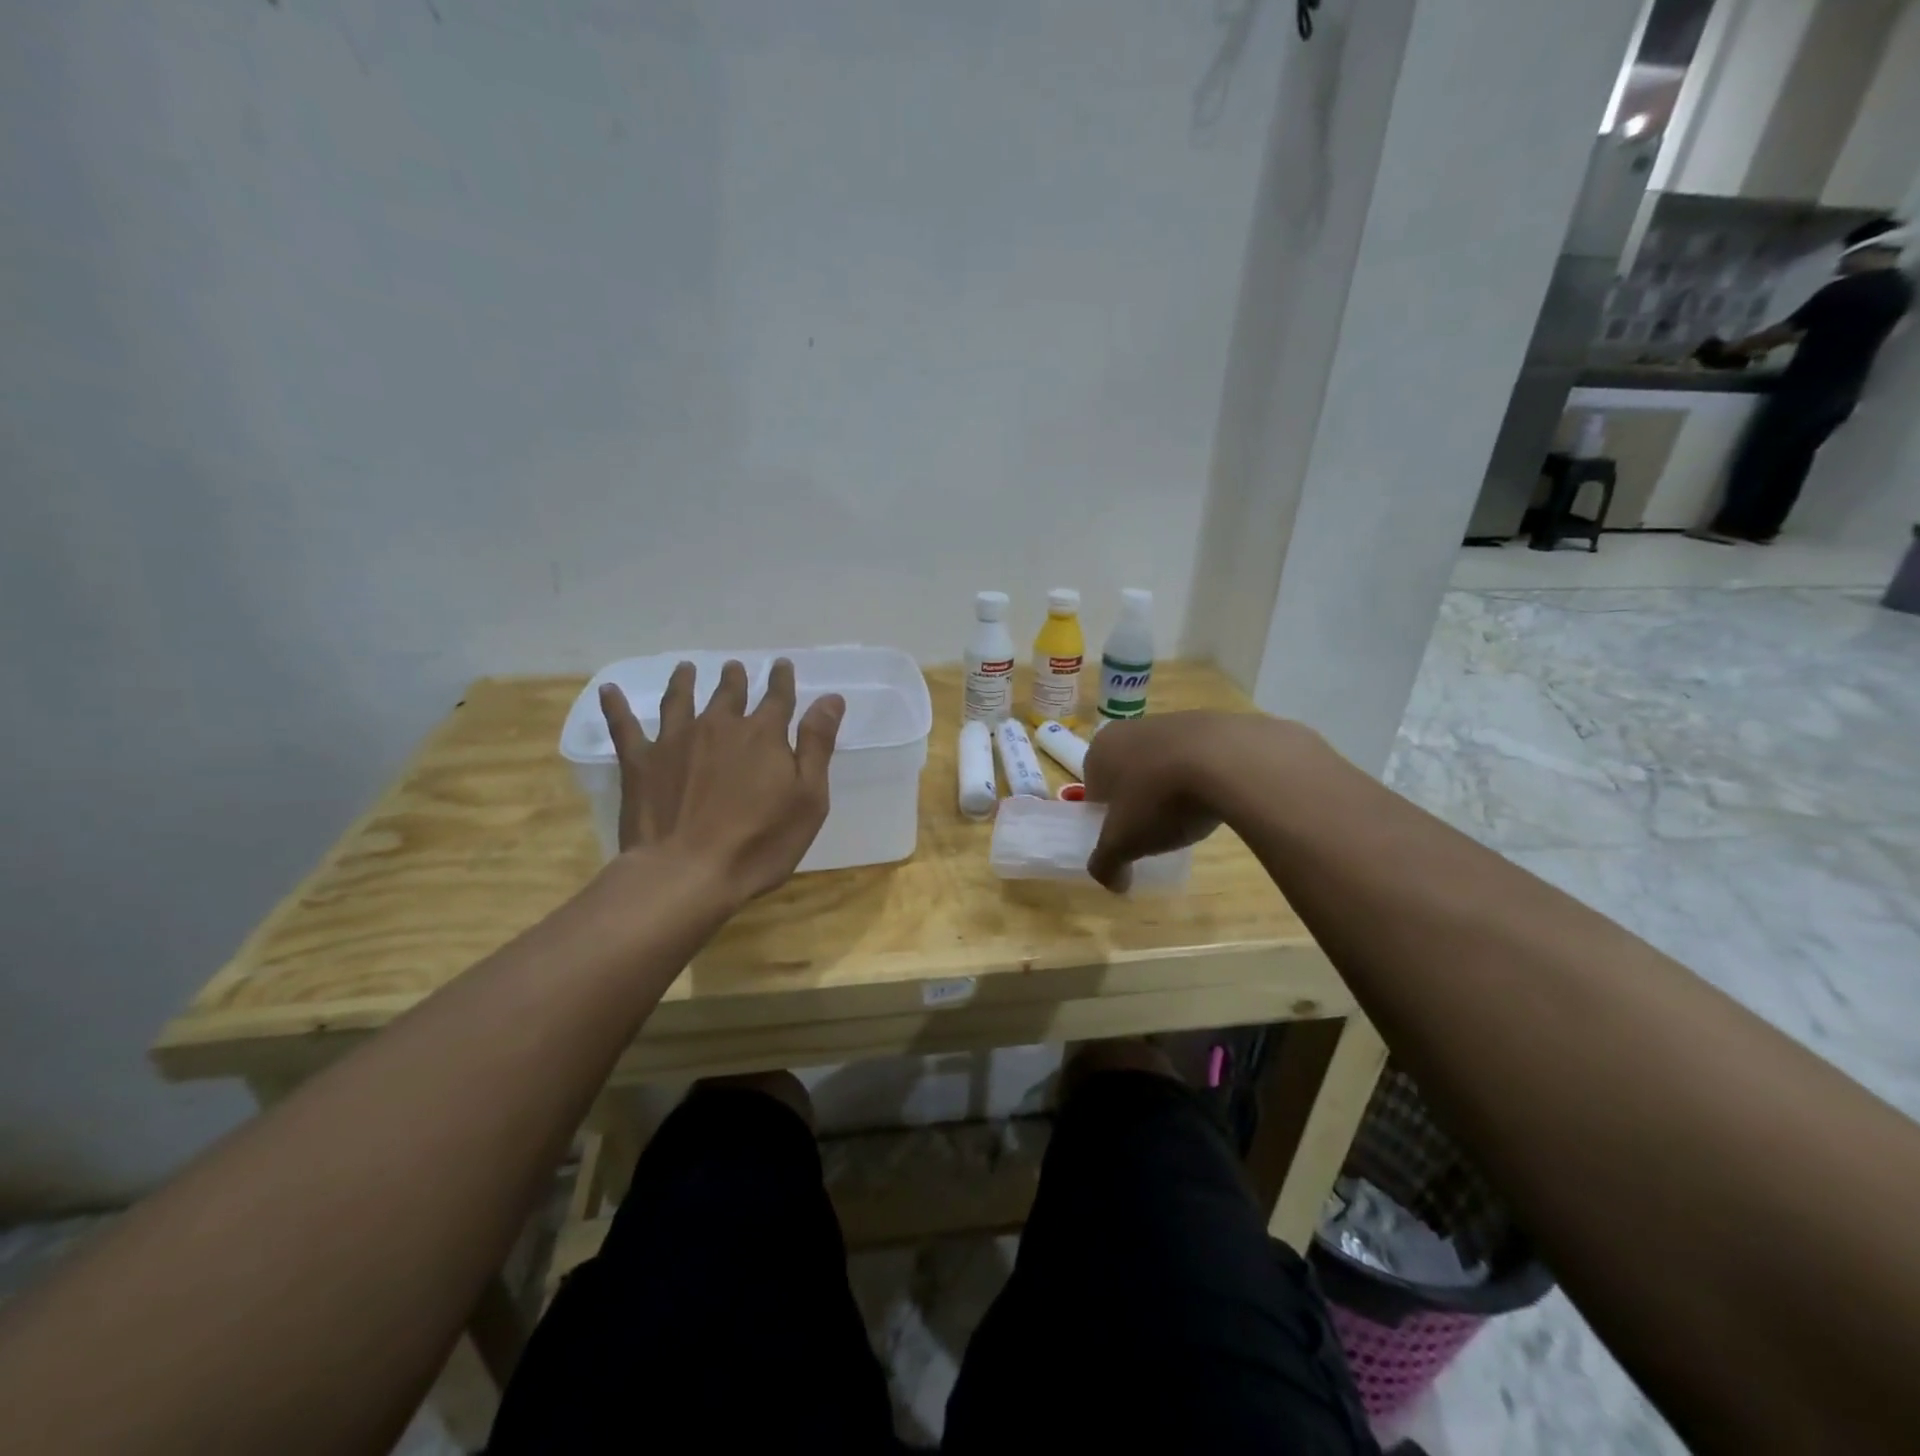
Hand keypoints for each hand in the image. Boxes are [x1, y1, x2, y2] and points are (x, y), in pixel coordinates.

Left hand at [598, 659, 845, 904]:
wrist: (687, 872)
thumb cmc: (760, 842)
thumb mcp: (808, 798)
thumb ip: (817, 744)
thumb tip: (830, 698)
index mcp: (763, 734)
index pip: (777, 697)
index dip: (781, 680)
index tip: (781, 665)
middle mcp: (719, 726)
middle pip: (729, 694)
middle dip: (735, 679)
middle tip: (734, 667)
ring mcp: (675, 741)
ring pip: (681, 700)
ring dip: (685, 682)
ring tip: (686, 669)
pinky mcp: (640, 762)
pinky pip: (625, 726)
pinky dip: (617, 707)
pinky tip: (610, 691)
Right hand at [1082, 712, 1233, 891]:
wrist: (1227, 760)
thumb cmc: (1159, 798)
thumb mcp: (1124, 842)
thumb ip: (1108, 864)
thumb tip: (1112, 884)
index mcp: (1100, 749)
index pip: (1095, 789)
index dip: (1108, 817)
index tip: (1127, 837)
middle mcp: (1130, 728)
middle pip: (1129, 774)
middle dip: (1140, 801)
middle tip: (1157, 830)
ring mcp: (1172, 721)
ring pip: (1163, 764)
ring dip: (1171, 789)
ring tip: (1190, 816)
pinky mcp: (1211, 723)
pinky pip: (1197, 758)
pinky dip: (1202, 777)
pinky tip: (1216, 799)